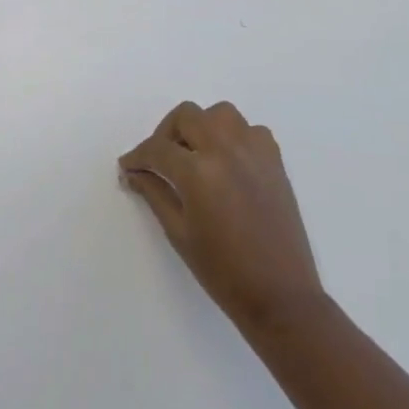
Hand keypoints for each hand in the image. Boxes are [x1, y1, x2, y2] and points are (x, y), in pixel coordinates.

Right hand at [118, 101, 323, 332]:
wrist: (280, 294)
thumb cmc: (223, 271)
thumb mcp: (179, 233)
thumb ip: (154, 193)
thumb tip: (133, 173)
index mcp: (199, 172)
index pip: (157, 149)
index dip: (137, 156)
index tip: (128, 167)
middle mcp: (227, 150)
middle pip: (187, 116)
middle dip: (165, 133)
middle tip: (159, 160)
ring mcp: (255, 151)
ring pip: (220, 113)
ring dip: (201, 126)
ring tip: (193, 156)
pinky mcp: (275, 159)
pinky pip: (249, 129)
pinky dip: (232, 137)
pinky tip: (226, 163)